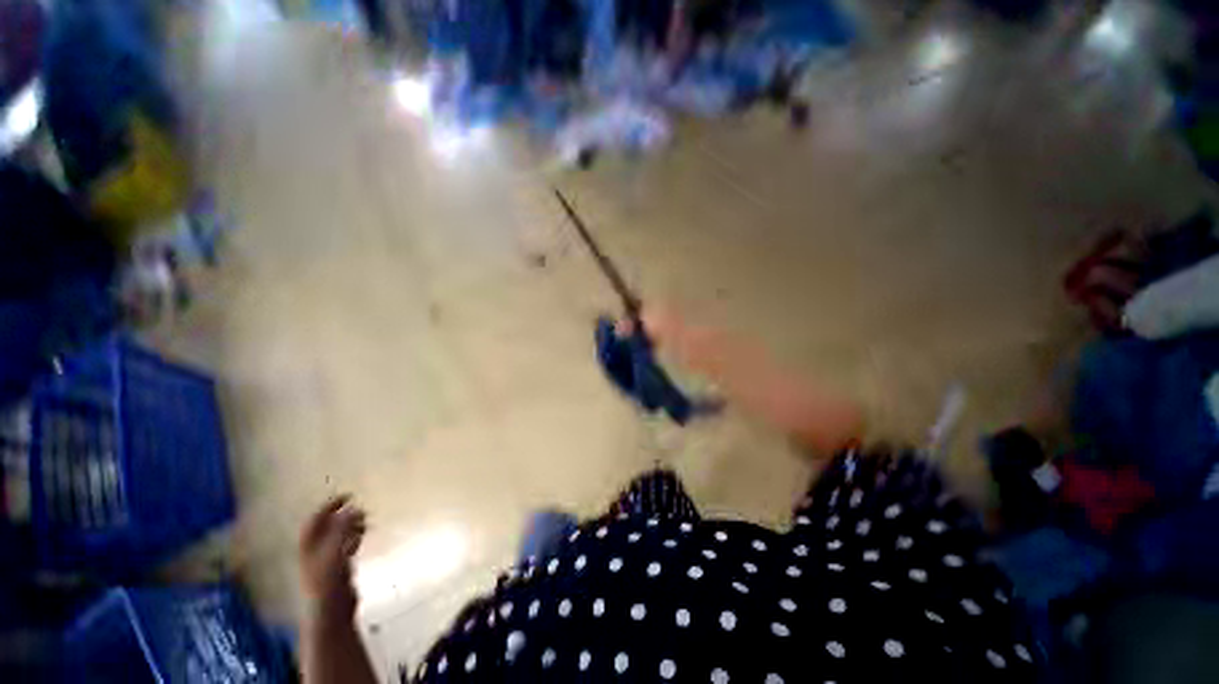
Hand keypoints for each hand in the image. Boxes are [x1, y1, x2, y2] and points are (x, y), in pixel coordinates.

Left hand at [299, 495, 366, 619]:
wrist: (331, 611)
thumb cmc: (329, 581)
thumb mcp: (335, 551)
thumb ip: (343, 529)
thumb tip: (353, 508)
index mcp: (309, 546)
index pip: (316, 519)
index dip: (330, 506)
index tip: (348, 496)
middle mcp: (314, 551)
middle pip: (326, 527)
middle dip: (342, 516)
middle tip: (359, 508)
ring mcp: (325, 562)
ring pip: (337, 537)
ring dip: (349, 527)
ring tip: (364, 521)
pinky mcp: (337, 571)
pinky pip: (344, 548)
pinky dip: (353, 539)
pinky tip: (361, 538)